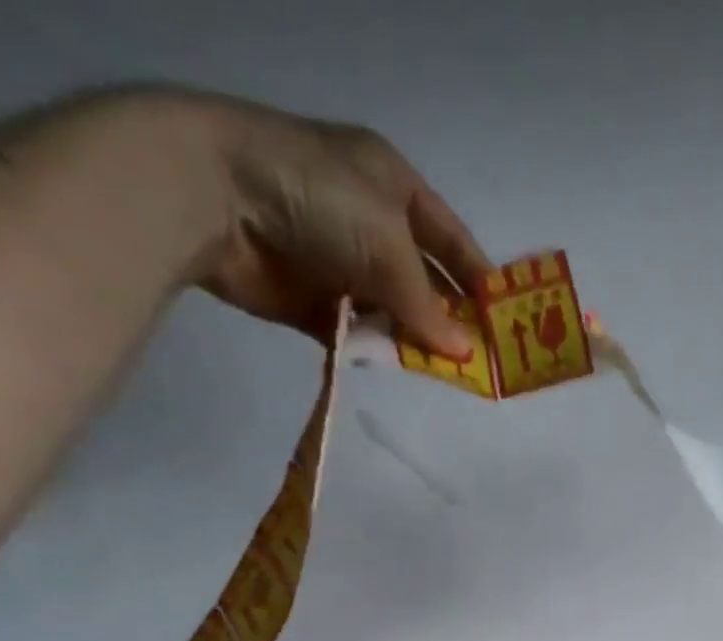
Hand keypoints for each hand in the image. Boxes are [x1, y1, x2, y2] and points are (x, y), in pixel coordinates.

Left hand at [192, 94, 490, 356]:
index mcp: (393, 186)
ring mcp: (339, 263)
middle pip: (423, 281)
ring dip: (413, 339)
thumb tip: (461, 352)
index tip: (503, 320)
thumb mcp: (389, 243)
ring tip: (442, 371)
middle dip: (449, 318)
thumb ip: (427, 303)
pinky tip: (396, 367)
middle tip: (478, 360)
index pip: (450, 238)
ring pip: (392, 312)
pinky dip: (375, 349)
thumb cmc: (320, 198)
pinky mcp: (313, 302)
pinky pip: (357, 332)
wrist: (219, 198)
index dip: (477, 277)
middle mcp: (370, 224)